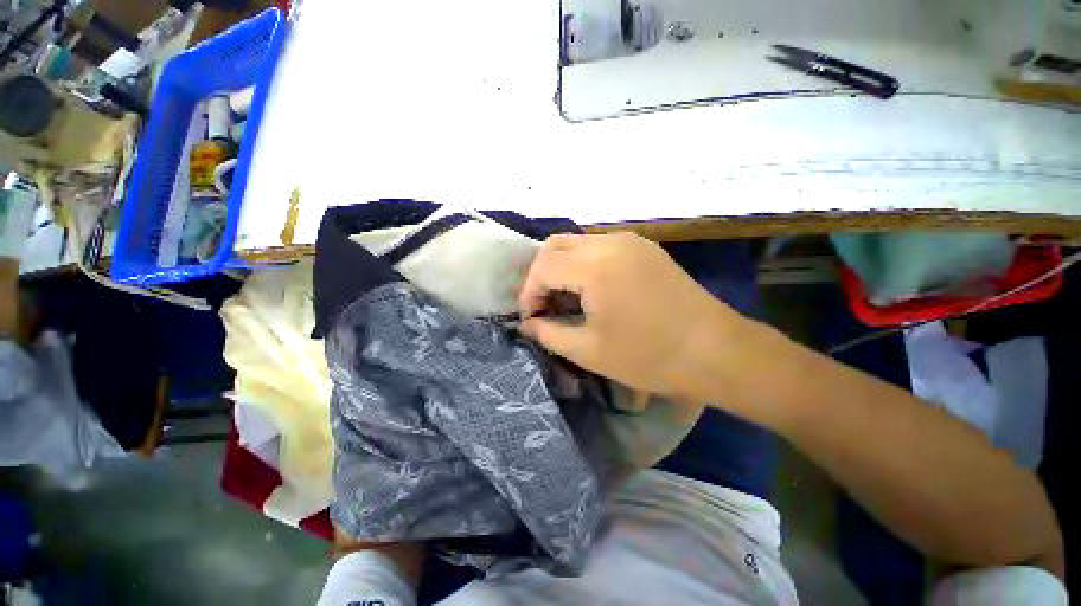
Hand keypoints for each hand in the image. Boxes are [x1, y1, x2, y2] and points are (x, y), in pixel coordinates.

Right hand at [518, 233, 742, 399]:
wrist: (717, 352)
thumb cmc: (649, 356)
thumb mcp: (589, 351)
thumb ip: (549, 333)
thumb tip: (526, 325)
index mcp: (595, 267)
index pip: (542, 267)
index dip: (529, 293)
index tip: (530, 318)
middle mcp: (611, 243)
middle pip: (556, 245)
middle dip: (541, 275)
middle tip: (544, 305)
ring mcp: (631, 242)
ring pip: (578, 243)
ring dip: (563, 268)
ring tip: (566, 300)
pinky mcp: (645, 248)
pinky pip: (601, 247)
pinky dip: (585, 265)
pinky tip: (592, 290)